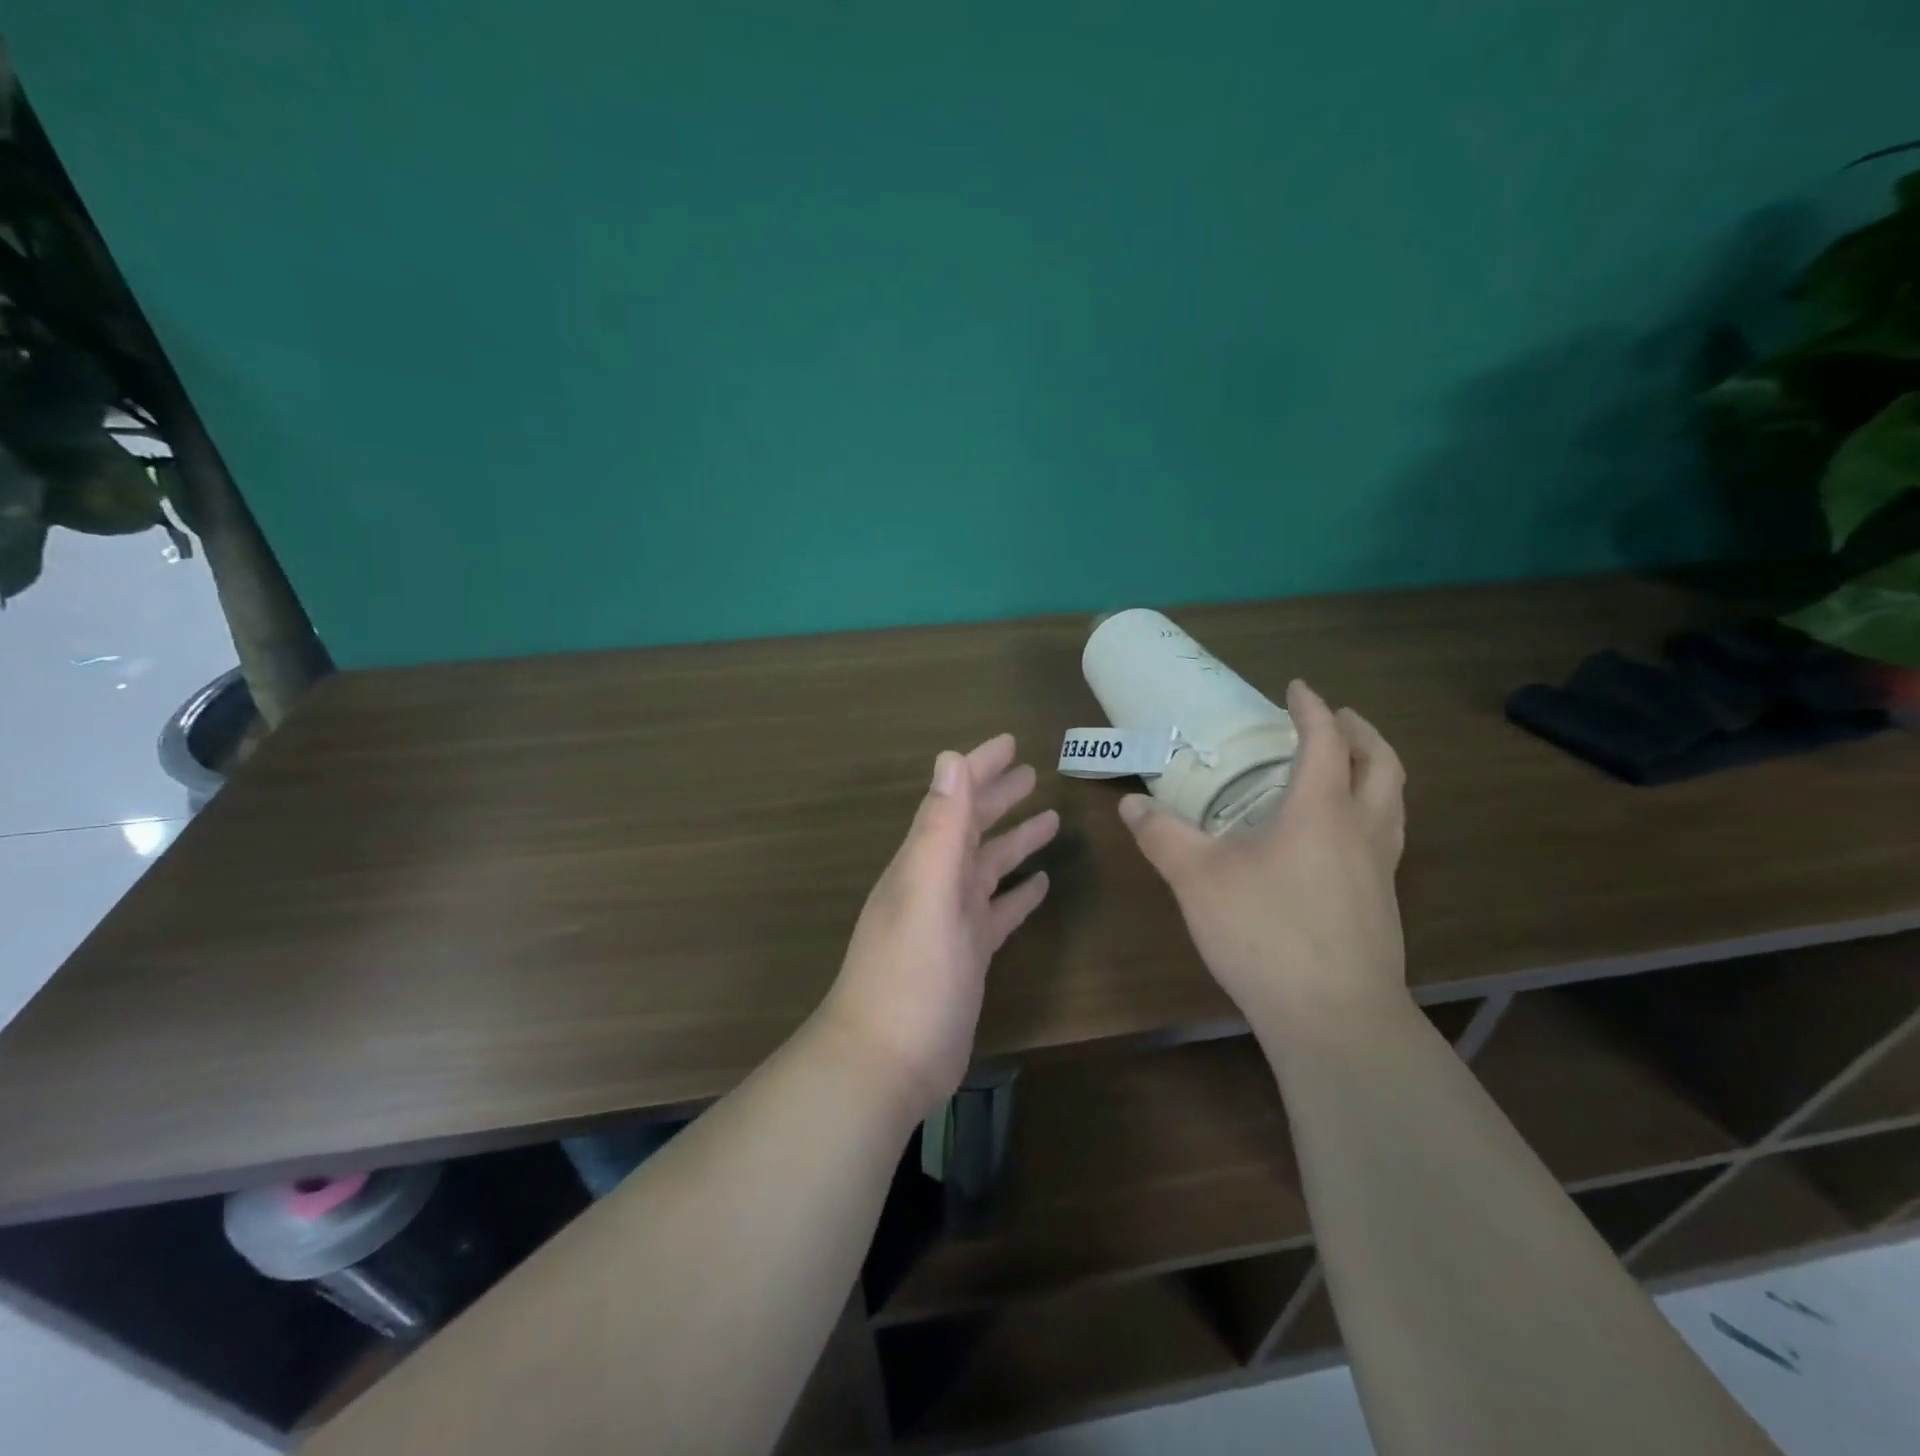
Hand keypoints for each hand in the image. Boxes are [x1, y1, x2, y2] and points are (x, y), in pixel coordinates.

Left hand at [819, 735, 1058, 1119]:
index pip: (954, 801)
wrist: (886, 1062)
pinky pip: (996, 912)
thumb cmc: (909, 976)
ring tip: (1049, 819)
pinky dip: (1016, 895)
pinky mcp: (968, 956)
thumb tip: (949, 758)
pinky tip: (1039, 885)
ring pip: (987, 867)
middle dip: (998, 797)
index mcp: (923, 863)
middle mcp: (935, 884)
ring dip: (1013, 841)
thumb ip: (939, 827)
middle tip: (1033, 773)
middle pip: (971, 829)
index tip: (1009, 742)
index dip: (979, 769)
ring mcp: (951, 922)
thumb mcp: (926, 893)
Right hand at [1118, 680, 1407, 1026]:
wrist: (1334, 1018)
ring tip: (1347, 769)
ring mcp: (1380, 871)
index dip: (1311, 709)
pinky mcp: (1383, 906)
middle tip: (1339, 718)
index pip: (1325, 742)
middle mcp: (1361, 830)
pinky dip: (1370, 813)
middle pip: (1382, 765)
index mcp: (1321, 810)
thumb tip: (1131, 804)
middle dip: (1362, 733)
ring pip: (1394, 803)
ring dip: (1375, 772)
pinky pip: (1386, 838)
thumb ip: (1162, 836)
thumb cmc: (1264, 933)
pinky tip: (1337, 840)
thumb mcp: (1197, 878)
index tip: (1298, 688)